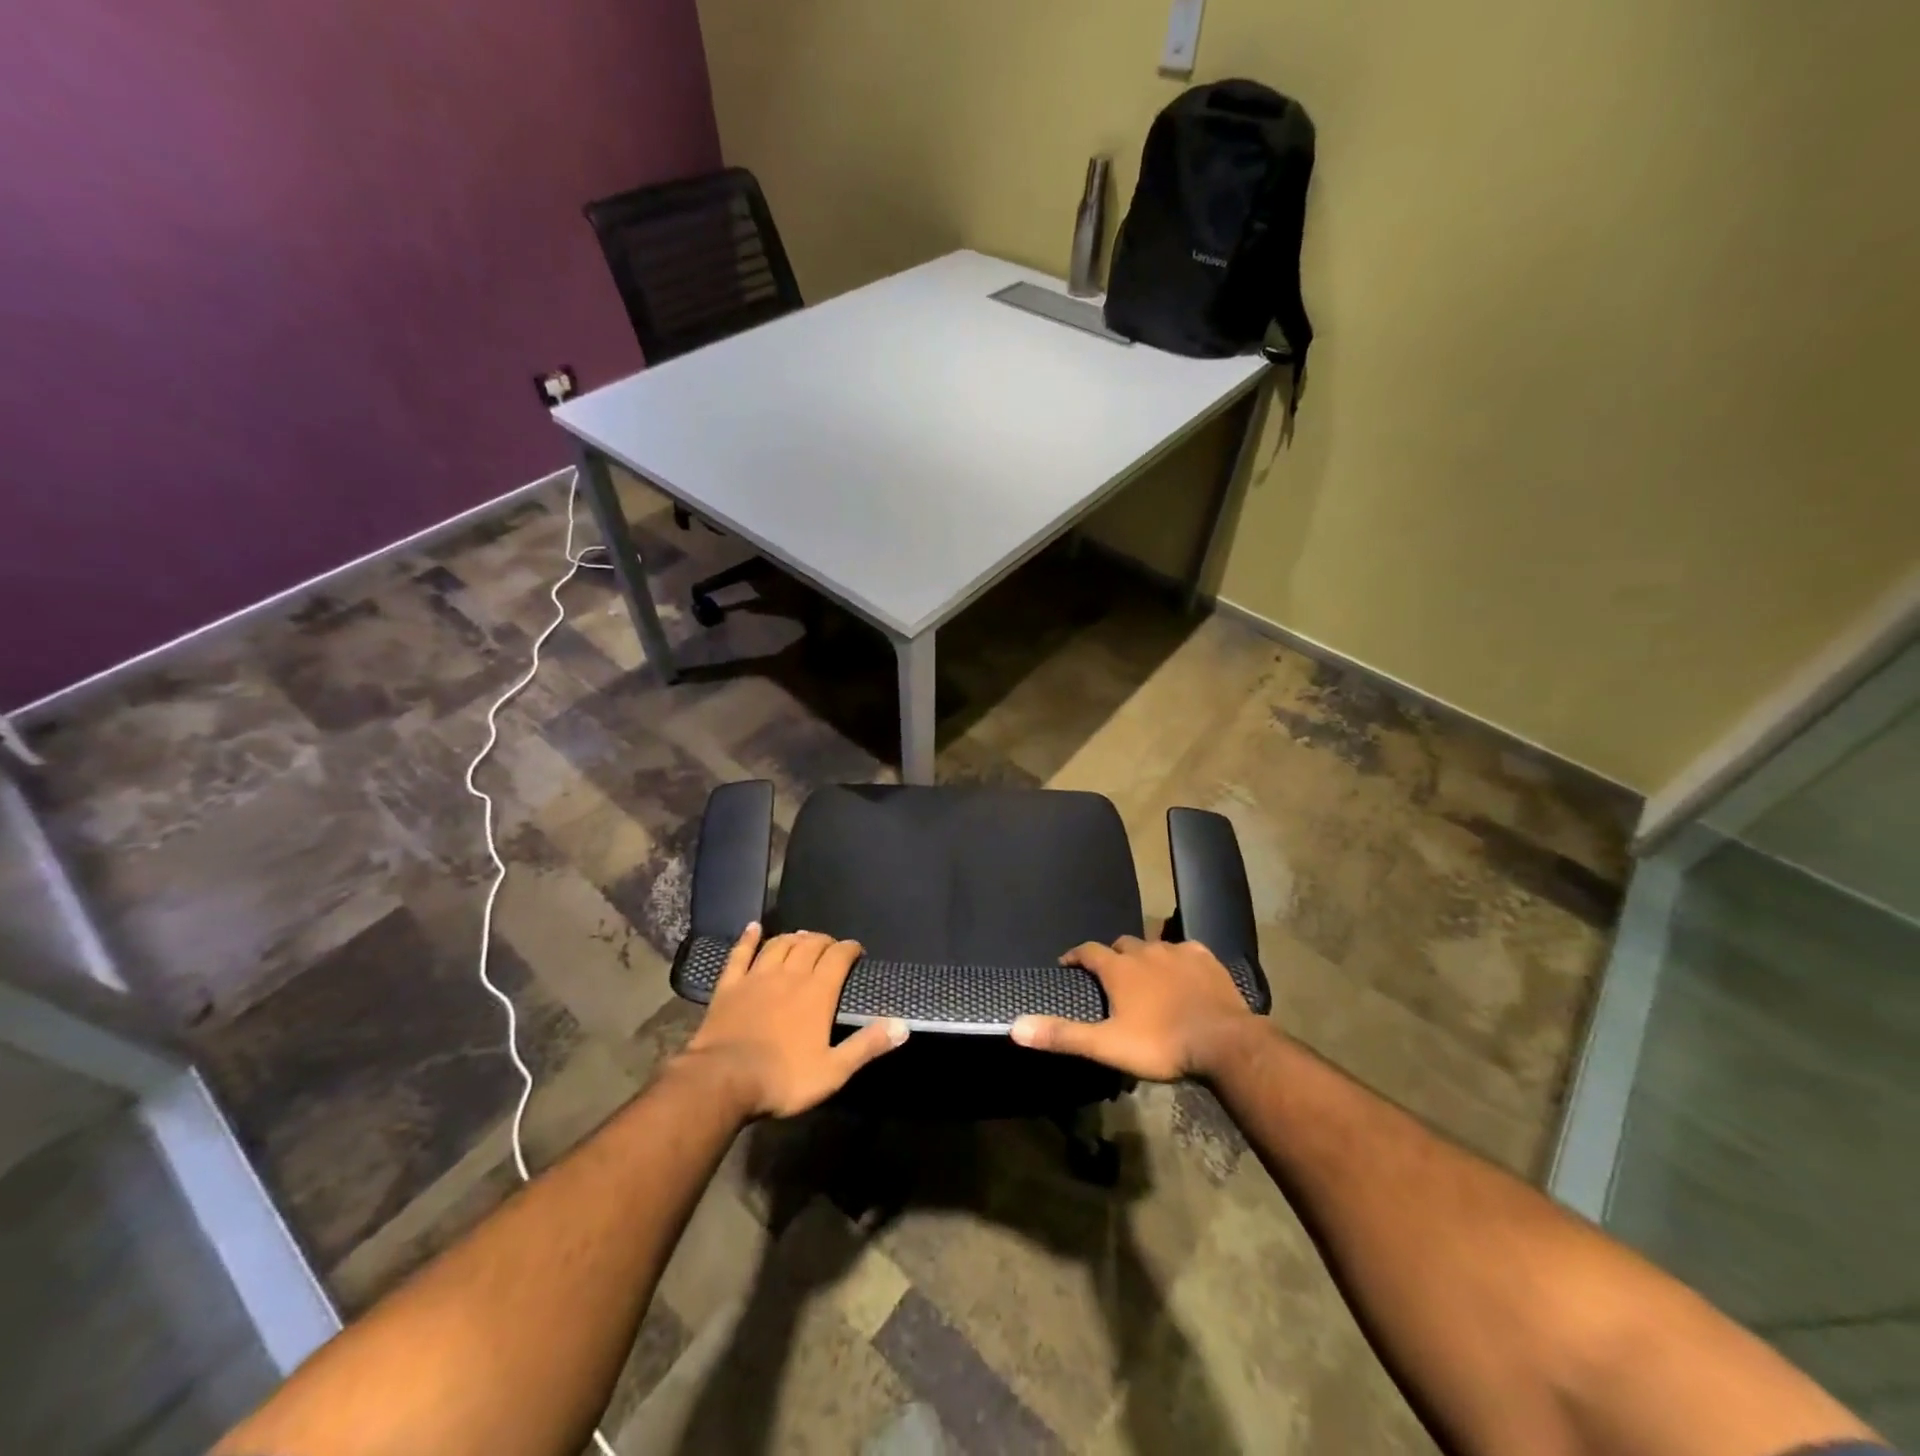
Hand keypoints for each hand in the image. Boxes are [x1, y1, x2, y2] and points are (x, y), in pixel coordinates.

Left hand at [681, 924, 908, 1118]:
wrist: (724, 1081)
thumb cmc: (784, 1078)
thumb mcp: (834, 1070)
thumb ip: (867, 1045)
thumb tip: (903, 1025)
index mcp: (818, 992)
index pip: (839, 956)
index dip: (850, 949)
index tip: (857, 952)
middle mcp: (790, 974)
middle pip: (810, 944)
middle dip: (824, 941)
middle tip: (831, 946)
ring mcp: (757, 976)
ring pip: (779, 944)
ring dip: (794, 938)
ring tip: (802, 937)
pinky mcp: (730, 985)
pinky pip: (740, 954)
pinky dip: (748, 938)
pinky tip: (753, 927)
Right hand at [1010, 934, 1262, 1081]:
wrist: (1222, 1042)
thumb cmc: (1160, 1044)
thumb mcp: (1107, 1045)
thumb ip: (1063, 1034)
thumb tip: (1016, 1026)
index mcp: (1118, 968)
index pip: (1088, 951)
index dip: (1075, 956)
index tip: (1068, 964)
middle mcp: (1145, 951)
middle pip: (1121, 944)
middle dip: (1112, 956)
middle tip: (1110, 976)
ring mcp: (1178, 952)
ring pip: (1153, 945)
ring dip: (1144, 957)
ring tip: (1145, 976)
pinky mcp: (1206, 959)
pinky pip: (1186, 949)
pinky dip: (1178, 958)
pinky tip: (1183, 972)